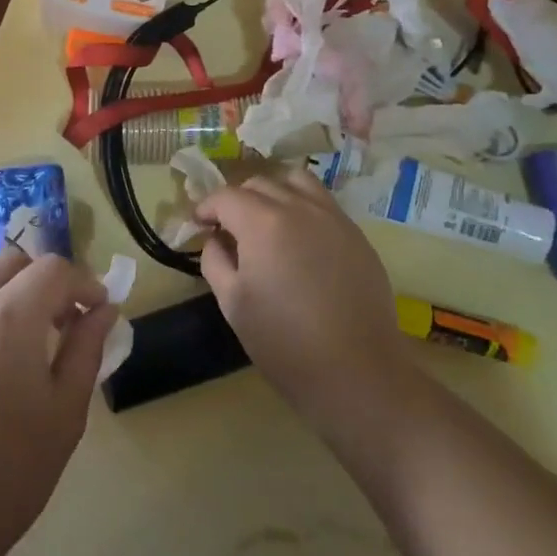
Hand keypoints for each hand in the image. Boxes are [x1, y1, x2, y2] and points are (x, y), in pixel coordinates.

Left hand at [0, 250, 118, 555]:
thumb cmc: (6, 474)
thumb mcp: (64, 414)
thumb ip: (86, 349)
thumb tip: (104, 310)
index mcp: (11, 315)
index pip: (55, 269)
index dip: (84, 283)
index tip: (97, 311)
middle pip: (13, 261)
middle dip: (44, 282)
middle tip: (59, 324)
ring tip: (7, 320)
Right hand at [196, 168, 404, 427]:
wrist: (358, 372)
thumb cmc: (284, 342)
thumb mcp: (232, 303)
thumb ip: (214, 260)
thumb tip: (216, 238)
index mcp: (262, 222)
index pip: (225, 197)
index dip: (206, 207)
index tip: (198, 224)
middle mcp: (298, 207)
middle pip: (259, 184)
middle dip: (237, 200)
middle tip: (229, 229)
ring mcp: (332, 217)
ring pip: (295, 183)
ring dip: (273, 194)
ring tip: (267, 222)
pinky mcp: (356, 234)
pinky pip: (322, 203)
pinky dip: (302, 207)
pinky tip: (300, 239)